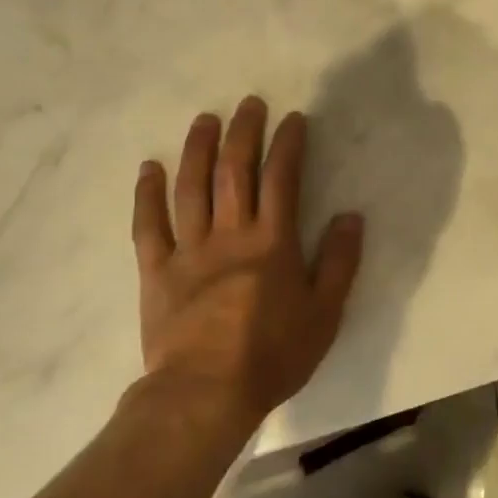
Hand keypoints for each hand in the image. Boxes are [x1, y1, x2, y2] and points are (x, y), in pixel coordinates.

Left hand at [132, 96, 364, 434]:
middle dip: (244, 133)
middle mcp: (230, 234)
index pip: (281, 179)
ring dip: (198, 149)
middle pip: (234, 171)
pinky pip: (148, 225)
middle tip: (249, 104)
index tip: (293, 119)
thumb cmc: (273, 355)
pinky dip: (147, 194)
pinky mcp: (156, 270)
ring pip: (191, 187)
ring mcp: (189, 250)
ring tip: (204, 120)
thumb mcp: (325, 314)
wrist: (206, 394)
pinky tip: (148, 168)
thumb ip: (340, 262)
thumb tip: (350, 216)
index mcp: (272, 243)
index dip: (288, 145)